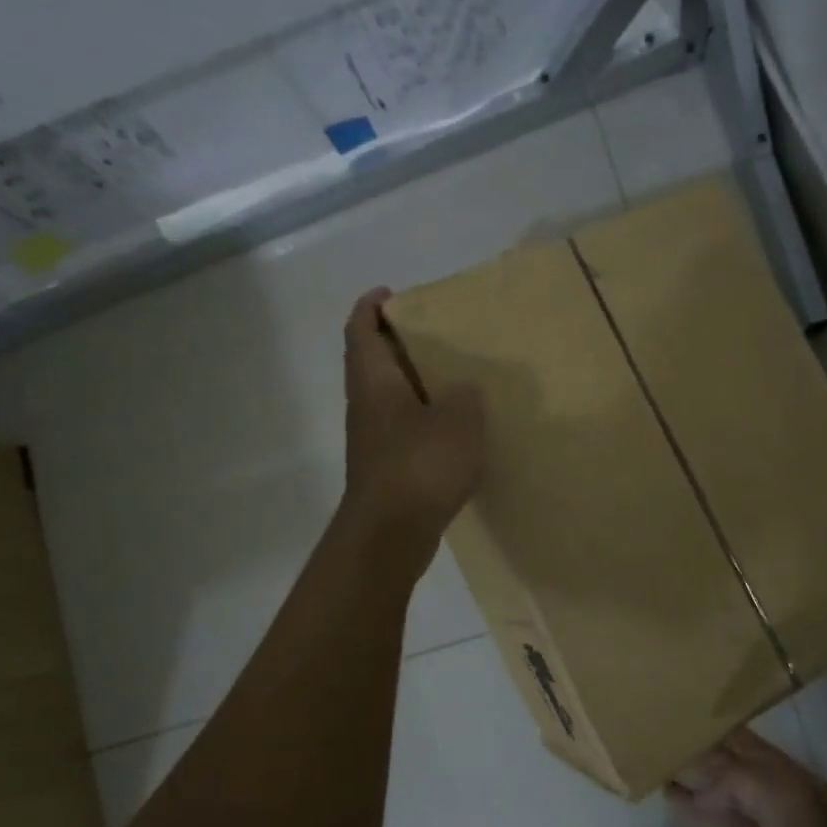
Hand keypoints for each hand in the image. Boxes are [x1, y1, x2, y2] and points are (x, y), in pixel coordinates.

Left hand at [340, 287, 484, 555]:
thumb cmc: (420, 465)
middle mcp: (367, 405)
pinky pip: (404, 427)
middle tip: (436, 333)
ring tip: (453, 376)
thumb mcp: (458, 420)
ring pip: (389, 396)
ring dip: (413, 382)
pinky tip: (455, 427)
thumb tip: (463, 390)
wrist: (390, 534)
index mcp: (374, 382)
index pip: (361, 331)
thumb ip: (465, 395)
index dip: (371, 307)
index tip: (390, 293)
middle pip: (373, 361)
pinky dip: (424, 417)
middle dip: (397, 342)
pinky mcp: (387, 467)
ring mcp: (374, 439)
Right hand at [668, 729, 826, 826]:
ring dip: (702, 808)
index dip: (720, 735)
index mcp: (803, 792)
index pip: (753, 751)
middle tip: (662, 753)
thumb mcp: (790, 807)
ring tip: (665, 790)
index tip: (681, 721)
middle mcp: (793, 822)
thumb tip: (703, 788)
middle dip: (705, 767)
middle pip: (740, 785)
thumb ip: (743, 781)